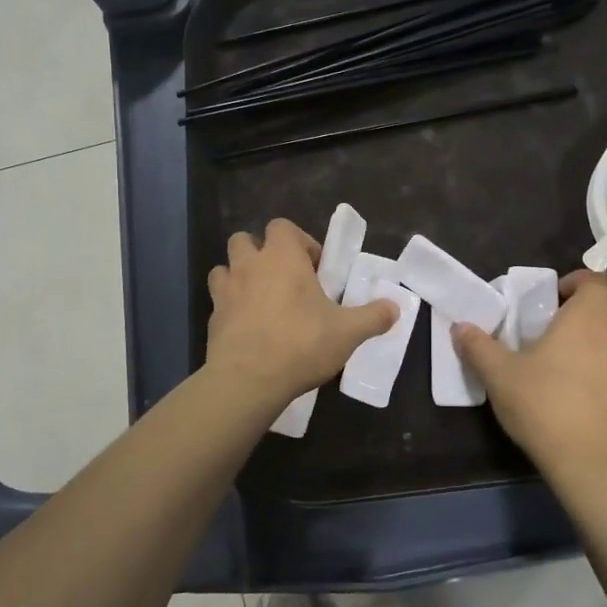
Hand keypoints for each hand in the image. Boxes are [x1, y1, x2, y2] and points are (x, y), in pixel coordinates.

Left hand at [205, 218, 397, 409]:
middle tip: (284, 280)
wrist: (248, 380)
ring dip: (239, 277)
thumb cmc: (301, 344)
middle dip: (261, 253)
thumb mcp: (348, 332)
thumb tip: (395, 307)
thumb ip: (374, 317)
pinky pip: (219, 302)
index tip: (315, 268)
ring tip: (261, 301)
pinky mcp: (211, 319)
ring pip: (224, 268)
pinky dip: (231, 308)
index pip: (282, 227)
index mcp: (282, 257)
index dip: (299, 241)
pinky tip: (249, 329)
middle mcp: (249, 266)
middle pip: (244, 240)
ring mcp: (225, 292)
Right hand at [455, 271, 606, 477]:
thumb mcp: (499, 376)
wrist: (591, 462)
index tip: (560, 295)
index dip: (581, 281)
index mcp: (586, 319)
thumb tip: (460, 327)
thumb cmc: (544, 407)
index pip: (598, 280)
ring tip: (603, 351)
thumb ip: (478, 347)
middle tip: (582, 323)